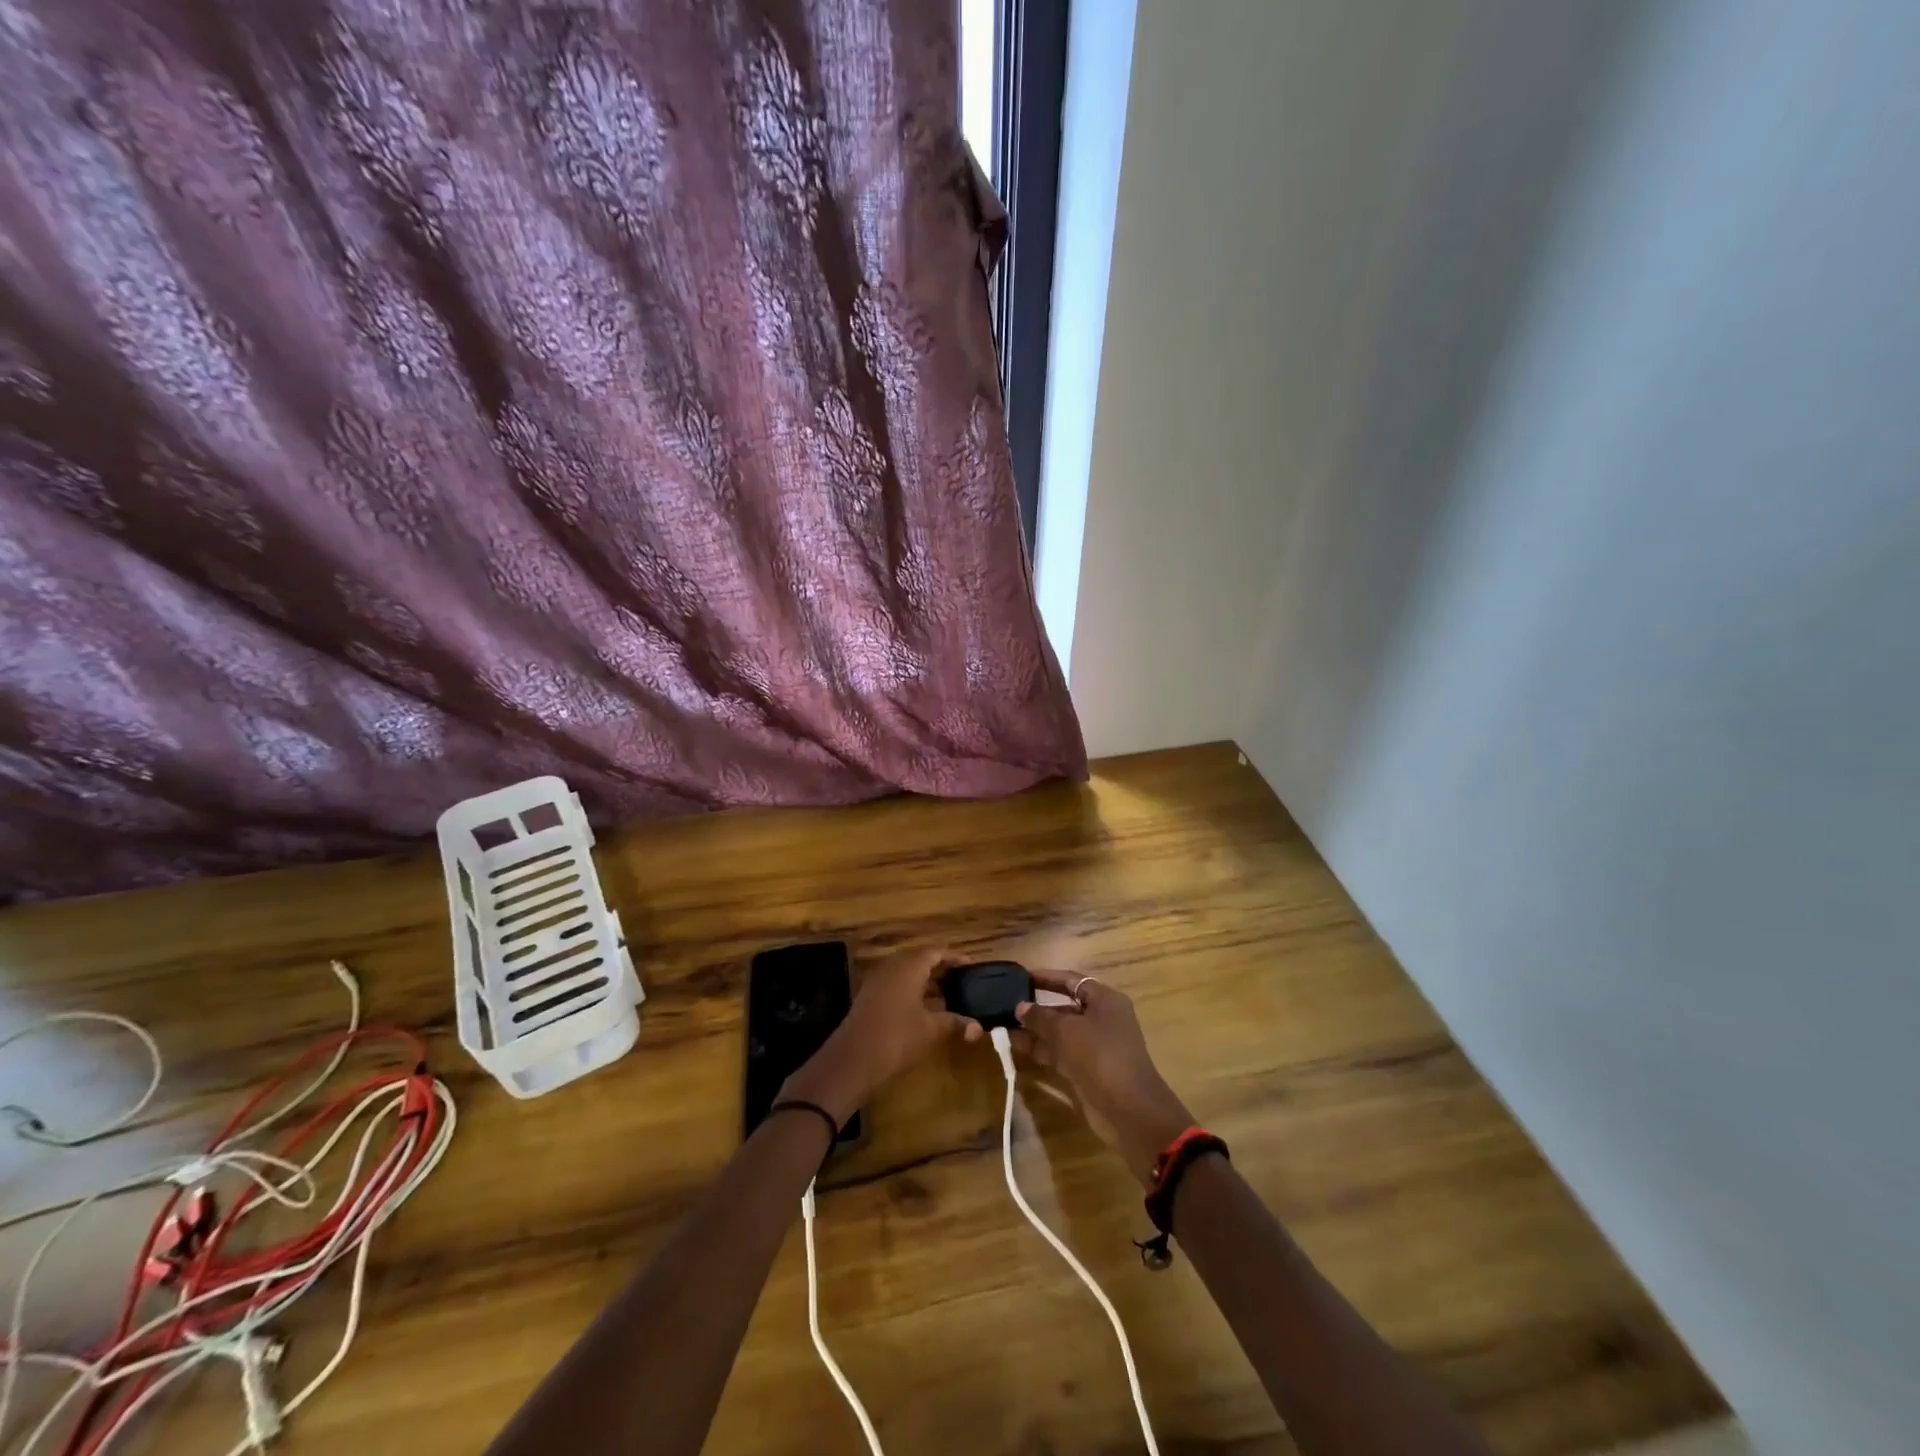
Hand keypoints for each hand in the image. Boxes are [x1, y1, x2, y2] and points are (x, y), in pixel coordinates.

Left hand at [780, 949, 980, 1124]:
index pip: (936, 951)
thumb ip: (954, 1023)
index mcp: (910, 966)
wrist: (852, 1060)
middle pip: (920, 959)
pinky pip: (895, 984)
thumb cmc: (897, 1037)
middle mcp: (893, 966)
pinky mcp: (869, 996)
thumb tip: (979, 1028)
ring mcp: (877, 980)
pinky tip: (922, 1009)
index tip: (971, 966)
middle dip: (940, 968)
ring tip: (946, 994)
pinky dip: (911, 990)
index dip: (954, 958)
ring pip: (906, 972)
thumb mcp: (930, 1030)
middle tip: (961, 980)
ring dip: (925, 980)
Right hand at [1012, 970, 1193, 1184]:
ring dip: (1035, 1031)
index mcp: (1105, 1001)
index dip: (1047, 977)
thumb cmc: (1100, 1056)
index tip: (1021, 977)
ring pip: (1060, 1033)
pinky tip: (1016, 1047)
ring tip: (1004, 1027)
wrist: (1129, 1110)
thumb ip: (1040, 1017)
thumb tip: (1020, 1006)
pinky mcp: (1087, 1070)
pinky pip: (1060, 1053)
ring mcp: (1095, 1047)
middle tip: (1006, 1005)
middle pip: (1065, 1007)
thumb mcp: (1066, 1031)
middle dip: (1037, 1008)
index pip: (1072, 981)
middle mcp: (1102, 1019)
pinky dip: (1041, 1050)